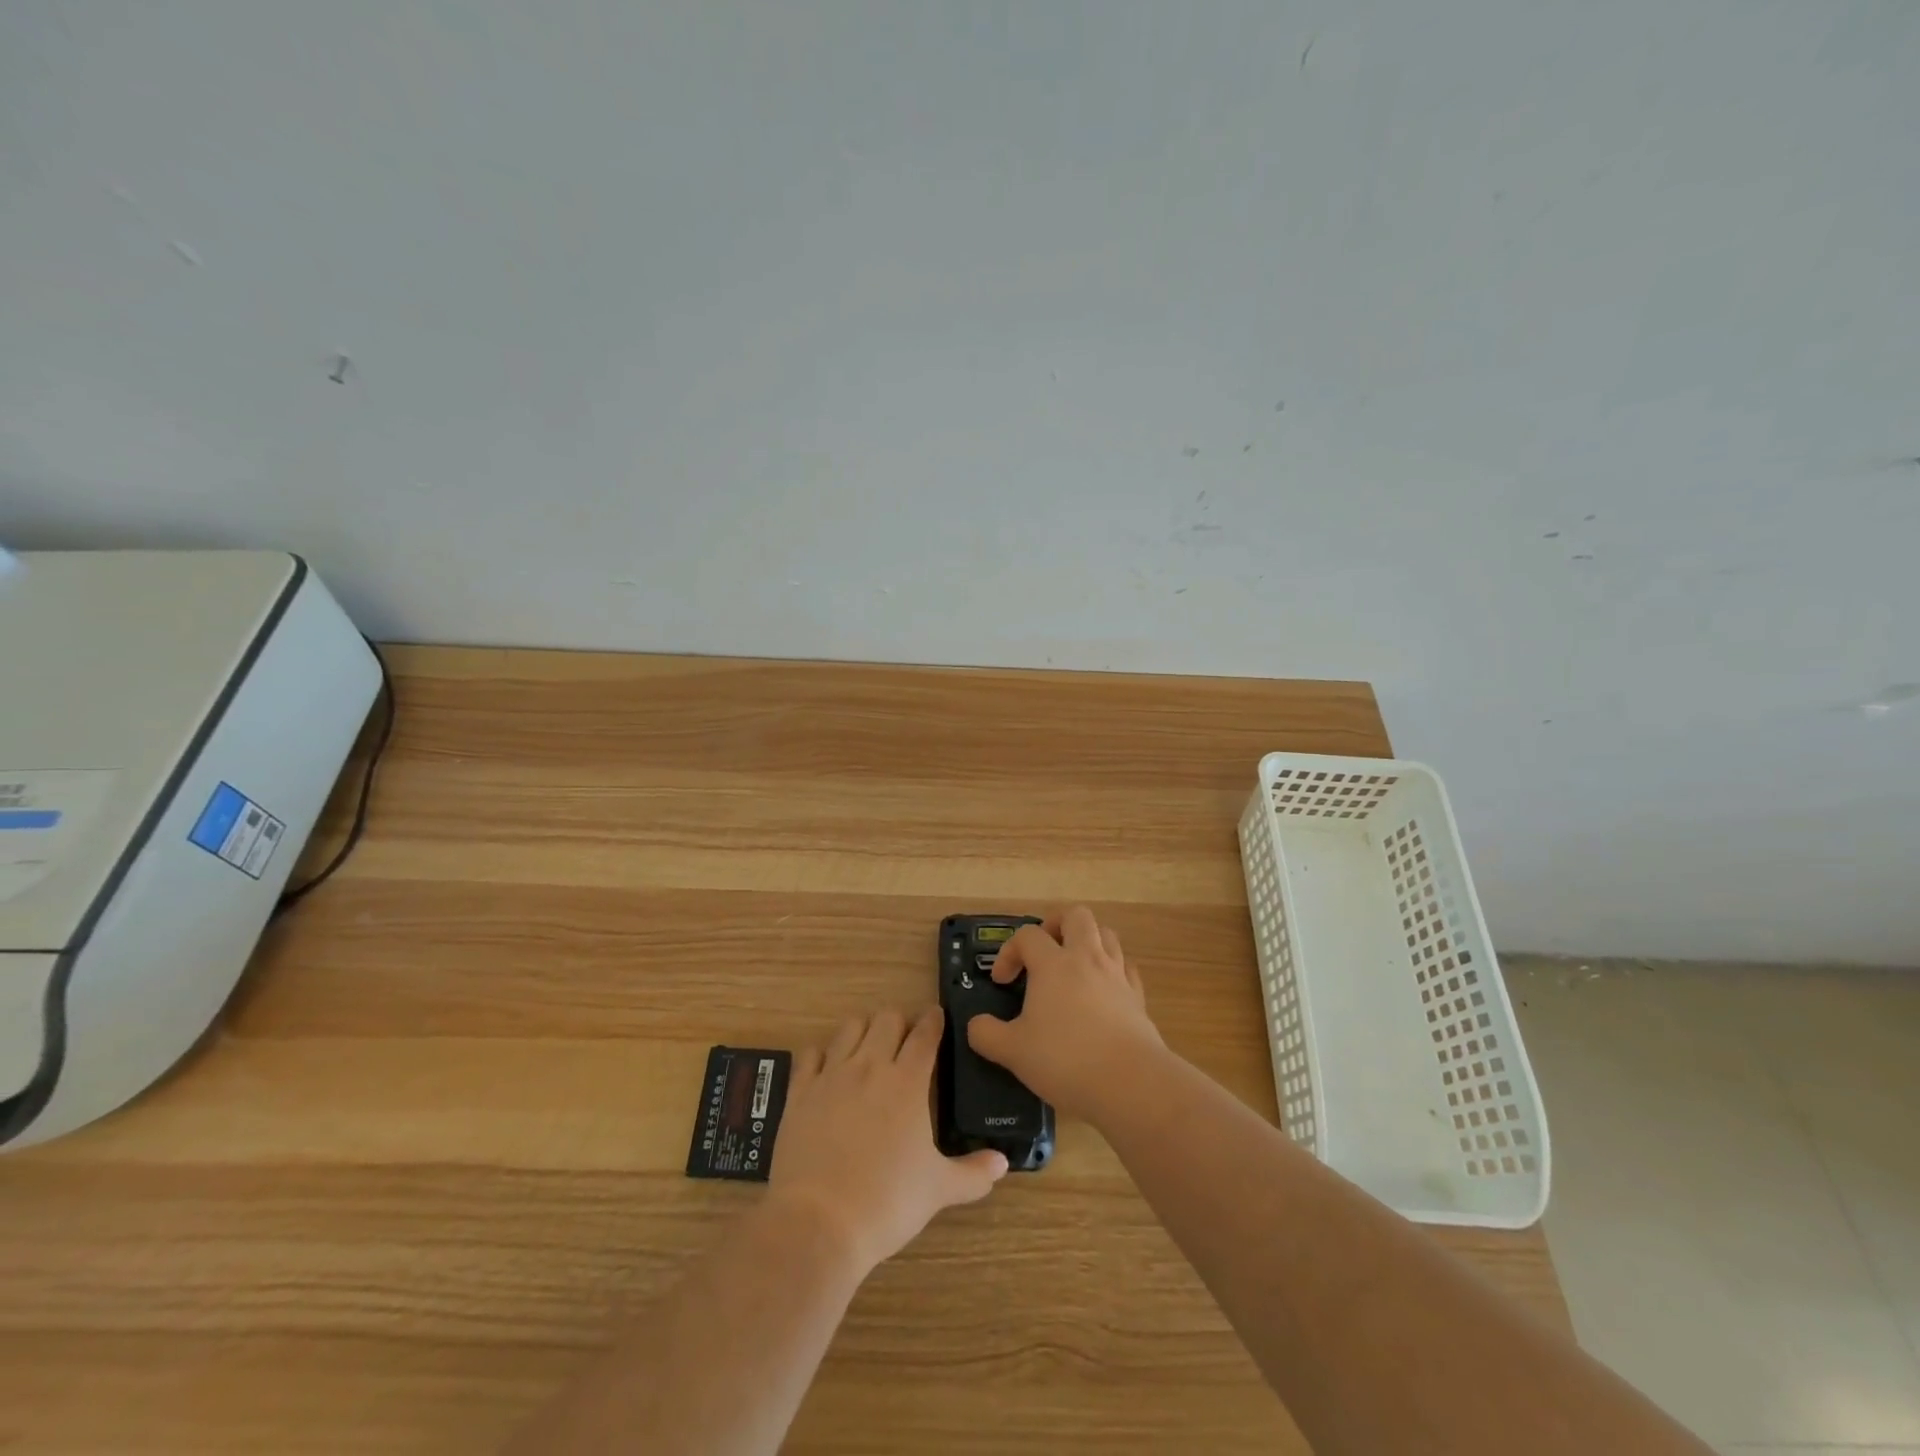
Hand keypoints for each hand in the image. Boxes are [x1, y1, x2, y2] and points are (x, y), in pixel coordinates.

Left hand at [768, 1006, 1007, 1275]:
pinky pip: (809, 1055)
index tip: (937, 1017)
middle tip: (905, 1040)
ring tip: (868, 1047)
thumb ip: (973, 1173)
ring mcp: (831, 1076)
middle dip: (899, 1022)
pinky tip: (826, 1068)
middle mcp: (870, 1067)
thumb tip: (1003, 1162)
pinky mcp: (800, 1092)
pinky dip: (821, 1055)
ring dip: (863, 1030)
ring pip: (849, 1027)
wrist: (818, 1223)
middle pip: (886, 1019)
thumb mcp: (938, 1190)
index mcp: (907, 1082)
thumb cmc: (887, 1203)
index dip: (933, 1020)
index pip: (925, 1033)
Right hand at [965, 906, 1163, 1121]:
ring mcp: (1117, 975)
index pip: (1027, 935)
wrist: (1130, 1082)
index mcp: (1053, 964)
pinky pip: (1126, 967)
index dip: (1009, 952)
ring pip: (1106, 934)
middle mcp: (1087, 959)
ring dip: (1087, 942)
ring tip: (1073, 966)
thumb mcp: (1013, 1051)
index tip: (1002, 981)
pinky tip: (1103, 991)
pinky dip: (1112, 970)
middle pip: (1076, 916)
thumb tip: (976, 1025)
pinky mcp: (1138, 996)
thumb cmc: (1065, 1060)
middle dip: (1056, 925)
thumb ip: (987, 1034)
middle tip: (1043, 951)